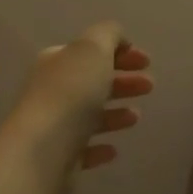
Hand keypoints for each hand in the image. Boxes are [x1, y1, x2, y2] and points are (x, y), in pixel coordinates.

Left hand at [8, 21, 153, 189]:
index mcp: (57, 62)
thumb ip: (107, 35)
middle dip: (123, 82)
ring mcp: (54, 126)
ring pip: (89, 116)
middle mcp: (51, 91)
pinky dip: (100, 147)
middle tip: (149, 86)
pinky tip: (113, 149)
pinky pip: (84, 149)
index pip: (90, 52)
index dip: (120, 53)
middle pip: (92, 83)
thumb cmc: (71, 94)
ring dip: (114, 114)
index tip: (148, 61)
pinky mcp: (59, 158)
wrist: (43, 151)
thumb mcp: (92, 49)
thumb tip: (117, 38)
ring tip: (137, 117)